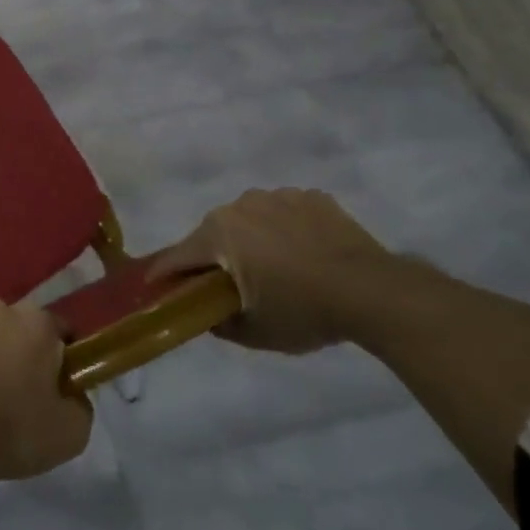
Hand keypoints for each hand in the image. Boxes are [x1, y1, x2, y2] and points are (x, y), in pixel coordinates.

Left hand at [0, 299, 92, 484]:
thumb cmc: (13, 430)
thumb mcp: (72, 432)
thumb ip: (80, 404)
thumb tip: (71, 394)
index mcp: (37, 322)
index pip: (59, 331)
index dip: (61, 358)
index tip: (55, 385)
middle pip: (17, 327)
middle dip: (19, 349)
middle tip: (16, 390)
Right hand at [149, 188, 391, 354]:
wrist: (374, 291)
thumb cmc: (304, 311)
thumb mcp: (256, 333)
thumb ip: (221, 324)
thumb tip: (209, 316)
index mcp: (218, 234)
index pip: (178, 256)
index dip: (164, 273)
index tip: (154, 285)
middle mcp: (240, 206)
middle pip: (214, 233)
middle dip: (214, 256)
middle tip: (227, 285)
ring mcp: (278, 196)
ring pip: (250, 219)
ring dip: (251, 239)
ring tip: (275, 268)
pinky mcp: (311, 197)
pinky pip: (285, 213)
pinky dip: (286, 230)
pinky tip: (305, 254)